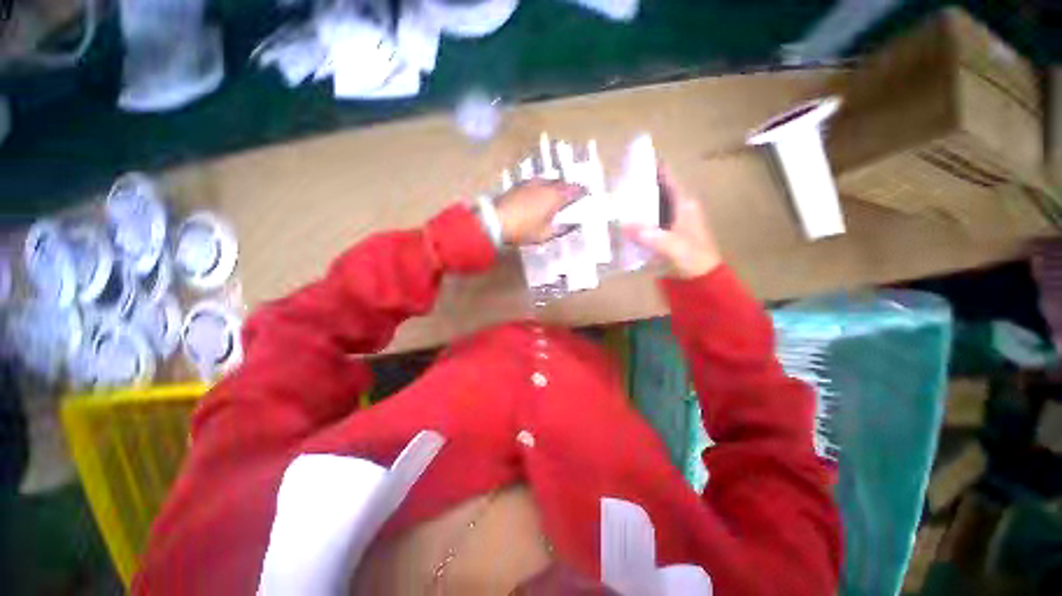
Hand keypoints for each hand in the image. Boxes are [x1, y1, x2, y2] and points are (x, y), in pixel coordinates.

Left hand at [495, 180, 583, 245]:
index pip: (573, 190)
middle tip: (572, 194)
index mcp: (555, 196)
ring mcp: (531, 183)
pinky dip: (542, 187)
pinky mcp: (519, 185)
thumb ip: (561, 229)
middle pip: (561, 183)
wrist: (496, 221)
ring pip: (548, 181)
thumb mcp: (545, 234)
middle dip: (568, 187)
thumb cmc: (524, 229)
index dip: (581, 191)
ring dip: (554, 186)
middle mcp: (545, 185)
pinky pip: (536, 183)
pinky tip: (539, 195)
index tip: (586, 192)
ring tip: (556, 194)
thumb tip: (572, 225)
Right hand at [624, 165, 721, 278]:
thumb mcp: (674, 247)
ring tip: (611, 201)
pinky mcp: (662, 236)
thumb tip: (624, 224)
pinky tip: (619, 224)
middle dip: (636, 187)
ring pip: (649, 208)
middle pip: (655, 192)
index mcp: (684, 205)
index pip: (667, 179)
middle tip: (613, 184)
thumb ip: (651, 236)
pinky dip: (634, 222)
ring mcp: (669, 223)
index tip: (631, 161)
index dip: (652, 168)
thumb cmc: (693, 260)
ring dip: (633, 205)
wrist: (700, 281)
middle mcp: (676, 210)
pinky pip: (645, 223)